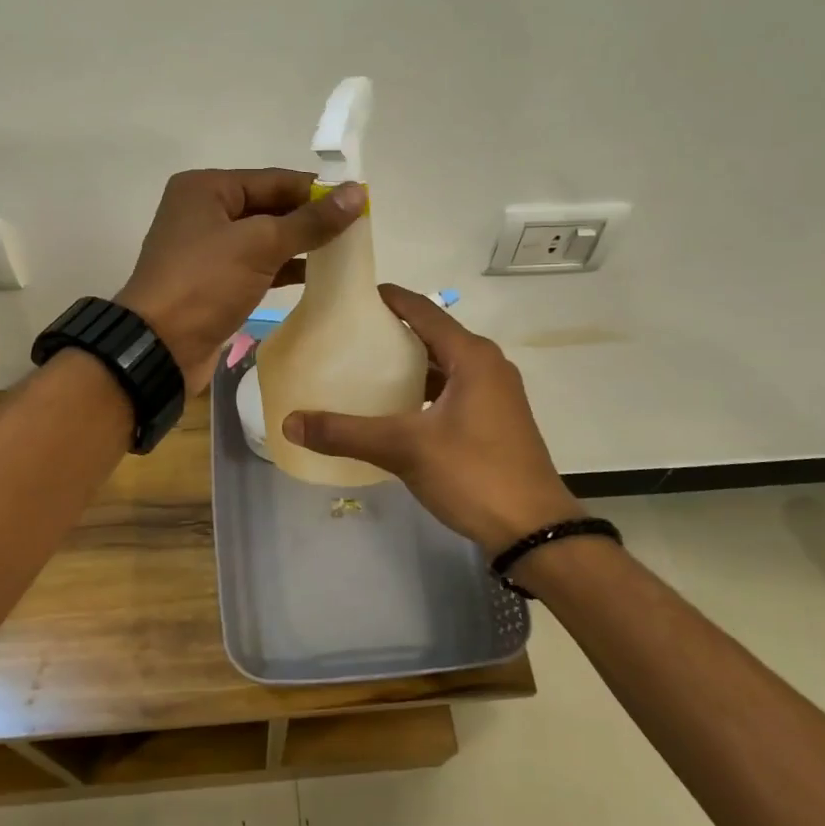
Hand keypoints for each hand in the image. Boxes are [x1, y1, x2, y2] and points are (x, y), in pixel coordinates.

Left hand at [117, 168, 366, 391]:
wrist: (160, 347)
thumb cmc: (205, 283)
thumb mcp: (260, 245)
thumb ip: (310, 221)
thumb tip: (358, 192)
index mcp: (207, 189)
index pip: (274, 180)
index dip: (317, 190)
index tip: (359, 202)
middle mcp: (205, 212)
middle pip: (269, 206)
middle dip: (310, 218)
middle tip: (357, 229)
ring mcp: (208, 249)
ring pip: (265, 238)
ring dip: (300, 244)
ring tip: (345, 251)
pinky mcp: (215, 281)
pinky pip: (257, 265)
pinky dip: (284, 268)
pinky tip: (316, 276)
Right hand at [281, 285, 582, 551]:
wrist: (534, 530)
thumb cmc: (473, 474)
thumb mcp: (405, 449)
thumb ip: (346, 433)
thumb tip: (290, 423)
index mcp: (472, 356)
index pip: (423, 310)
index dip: (389, 299)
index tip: (352, 295)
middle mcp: (487, 366)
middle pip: (432, 336)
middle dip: (392, 333)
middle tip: (348, 335)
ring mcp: (495, 395)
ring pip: (443, 366)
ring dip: (408, 365)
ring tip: (364, 368)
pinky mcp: (495, 421)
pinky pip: (452, 391)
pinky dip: (423, 391)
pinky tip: (395, 409)